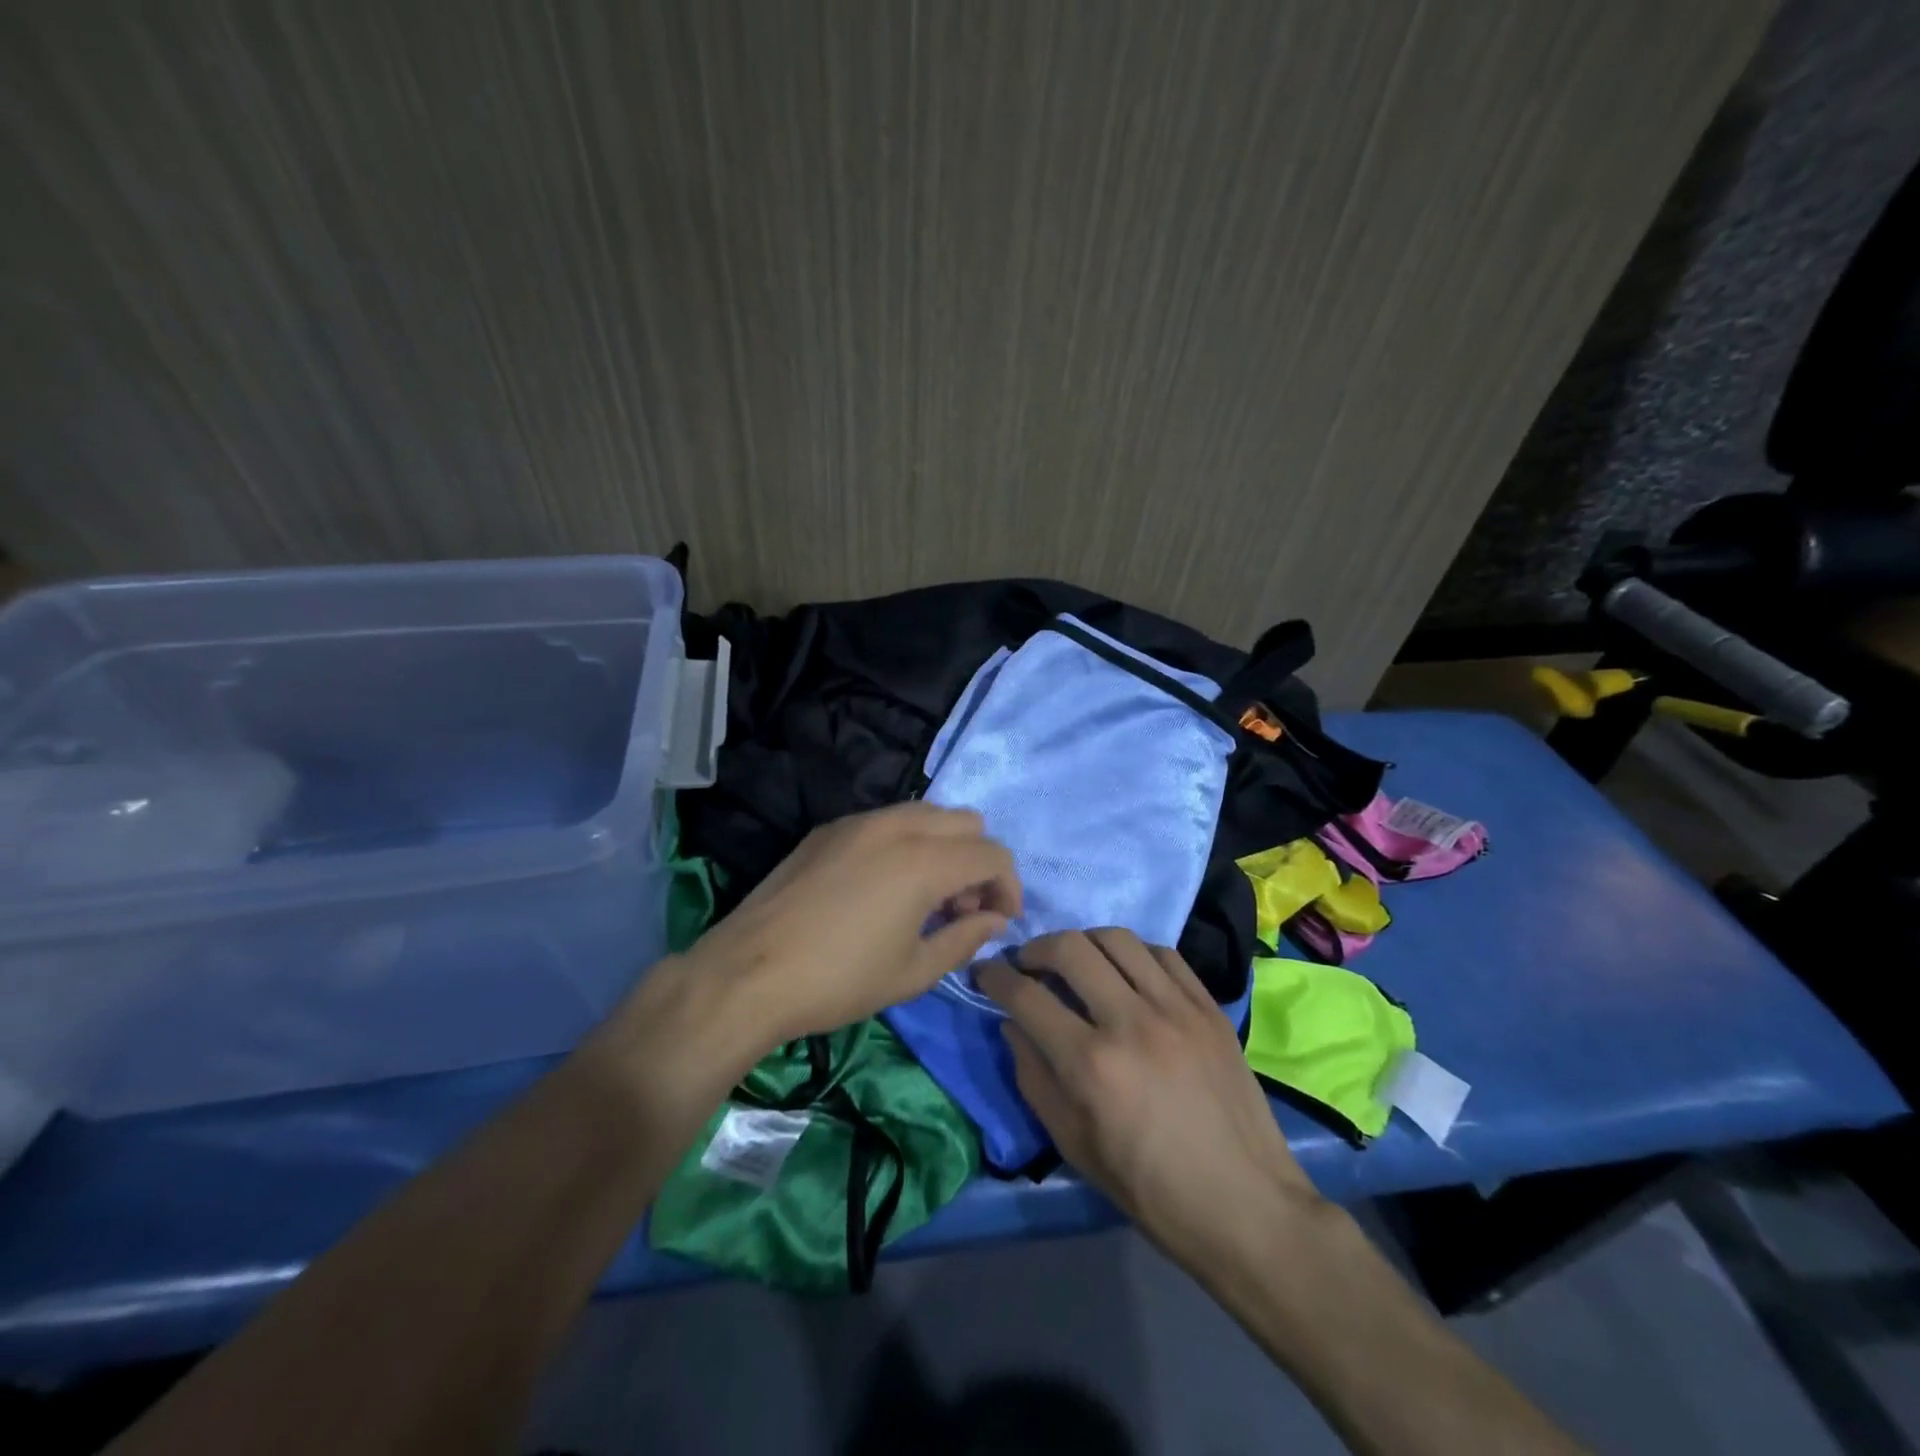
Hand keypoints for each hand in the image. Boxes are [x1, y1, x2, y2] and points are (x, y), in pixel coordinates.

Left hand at [685, 803, 1021, 1042]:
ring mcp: (858, 821)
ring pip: (926, 814)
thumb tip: (993, 920)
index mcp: (925, 860)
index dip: (1008, 888)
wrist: (748, 973)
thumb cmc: (839, 980)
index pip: (993, 854)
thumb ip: (964, 938)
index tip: (997, 922)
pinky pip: (886, 821)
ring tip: (925, 898)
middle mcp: (897, 826)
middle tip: (961, 910)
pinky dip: (906, 843)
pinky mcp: (828, 829)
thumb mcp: (913, 972)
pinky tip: (883, 887)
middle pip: (966, 822)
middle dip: (977, 863)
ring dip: (943, 848)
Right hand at [977, 929, 1321, 1278]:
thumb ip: (1033, 1076)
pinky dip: (1133, 953)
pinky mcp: (1208, 1007)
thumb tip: (1012, 1024)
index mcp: (1090, 1063)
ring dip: (1083, 942)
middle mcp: (1130, 1021)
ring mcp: (1175, 1008)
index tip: (985, 972)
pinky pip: (1163, 953)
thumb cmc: (1149, 1188)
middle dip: (1034, 948)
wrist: (1244, 1205)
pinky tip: (1126, 972)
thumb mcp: (1073, 1144)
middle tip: (1027, 964)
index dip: (994, 977)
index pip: (1025, 995)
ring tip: (1076, 962)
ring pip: (1116, 938)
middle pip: (1069, 948)